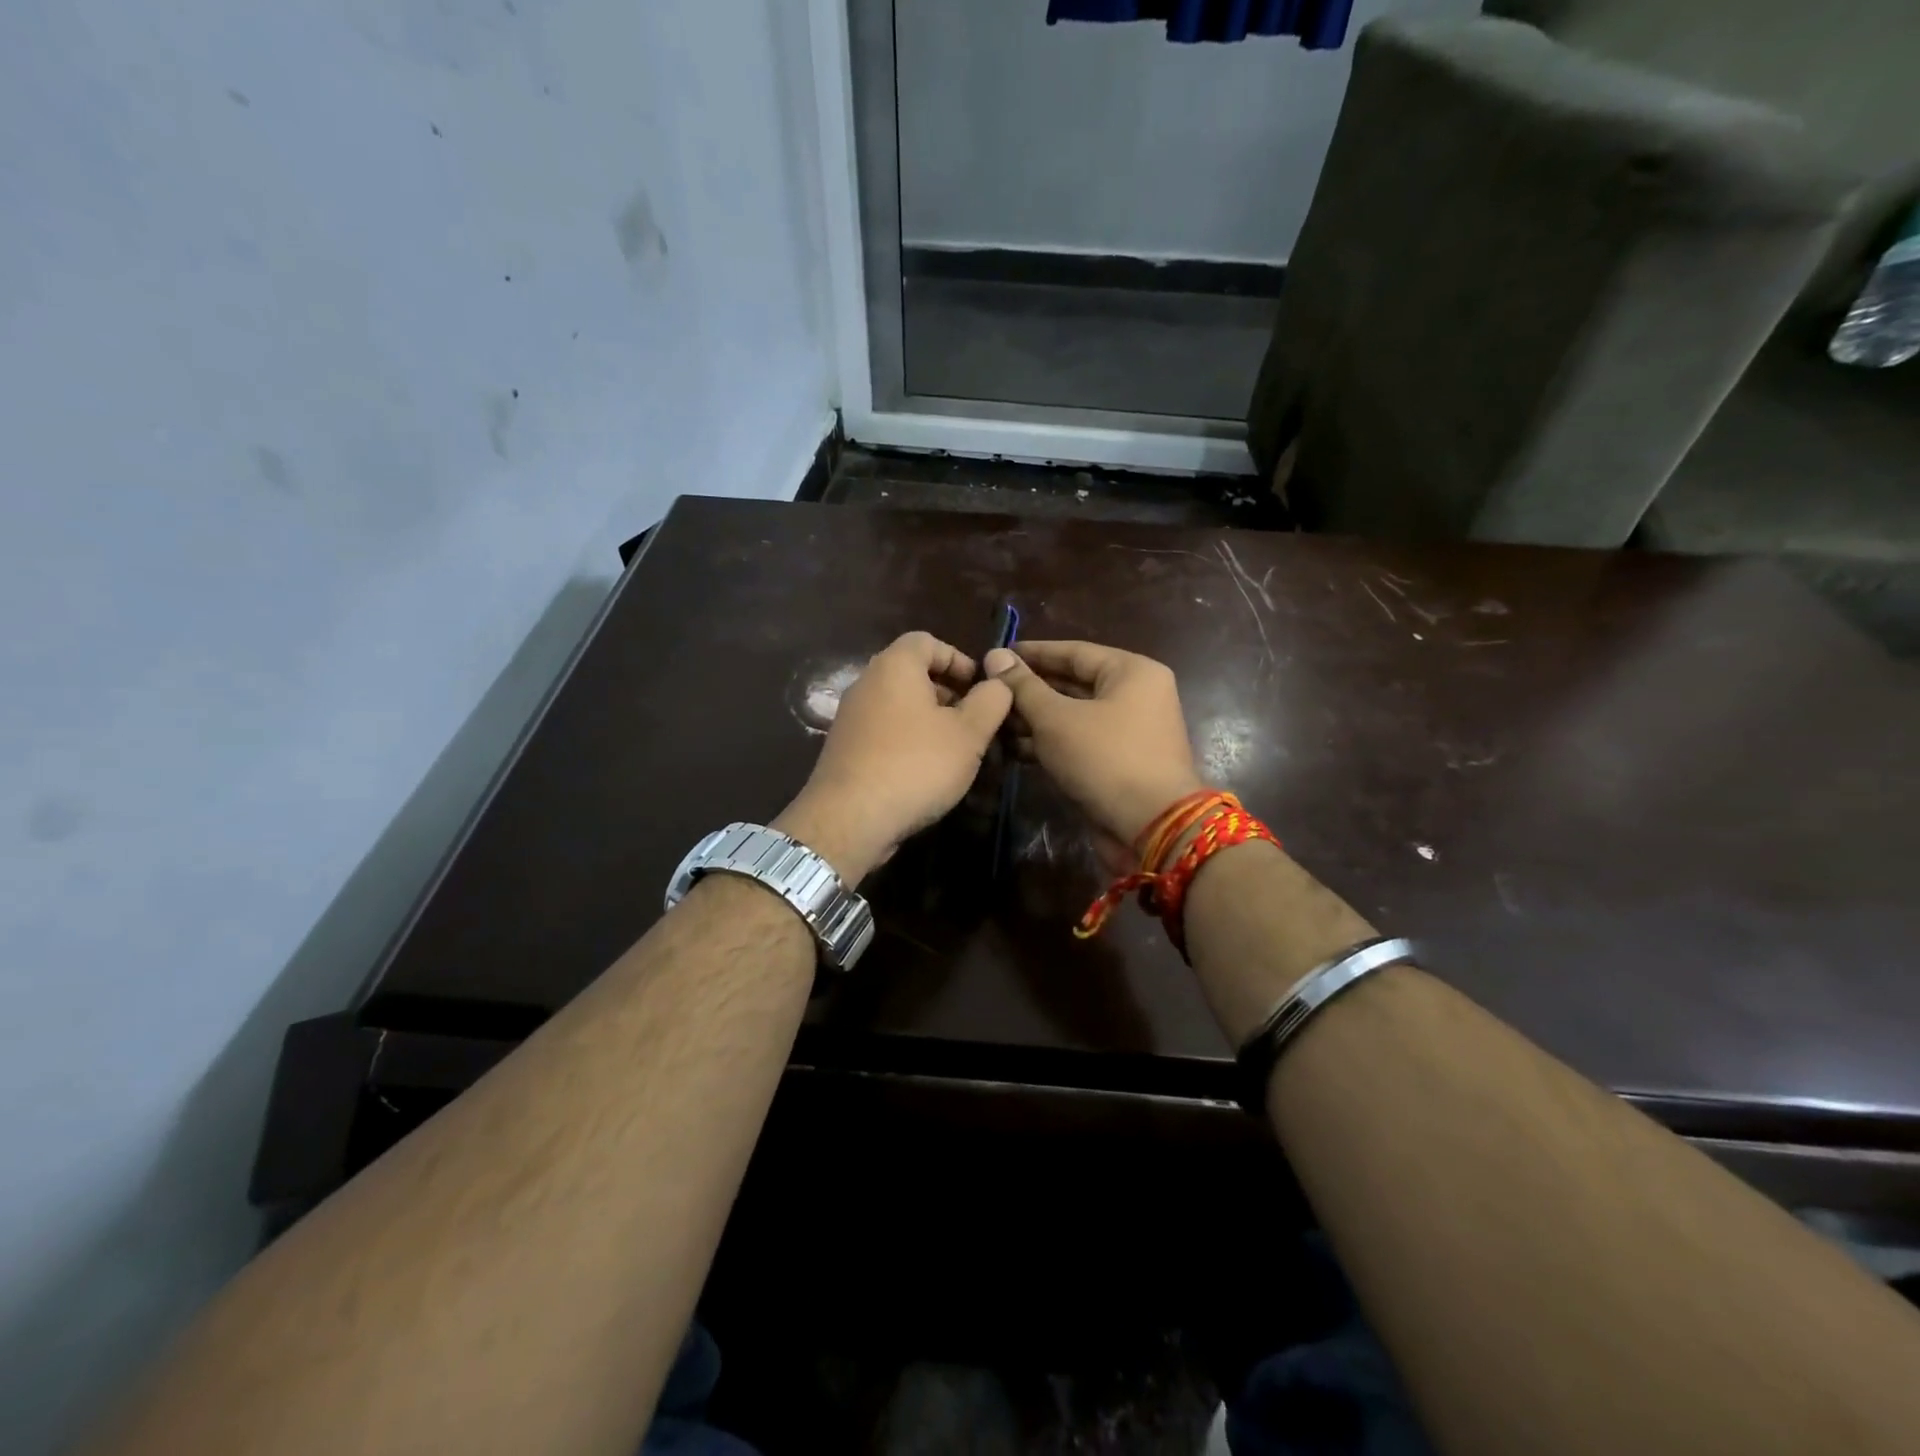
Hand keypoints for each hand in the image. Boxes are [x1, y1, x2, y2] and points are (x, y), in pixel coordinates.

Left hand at [775, 631, 1011, 883]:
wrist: (850, 819)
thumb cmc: (916, 765)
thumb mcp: (969, 733)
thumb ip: (991, 701)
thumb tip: (998, 683)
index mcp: (895, 666)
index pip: (927, 641)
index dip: (959, 659)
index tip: (981, 688)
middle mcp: (867, 683)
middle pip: (912, 673)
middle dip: (948, 693)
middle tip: (975, 721)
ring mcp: (851, 717)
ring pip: (899, 705)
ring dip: (930, 720)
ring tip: (957, 750)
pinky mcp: (845, 748)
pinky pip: (884, 731)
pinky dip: (908, 740)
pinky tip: (927, 771)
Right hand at [984, 640, 1203, 850]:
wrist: (1152, 827)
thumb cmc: (1105, 759)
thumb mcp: (1057, 719)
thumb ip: (1024, 687)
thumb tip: (995, 655)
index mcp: (1132, 672)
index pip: (1074, 652)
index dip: (1033, 654)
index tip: (996, 655)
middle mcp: (1135, 696)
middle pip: (1073, 684)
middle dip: (1030, 690)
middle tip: (989, 691)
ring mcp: (1129, 732)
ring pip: (1073, 716)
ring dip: (1034, 720)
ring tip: (993, 721)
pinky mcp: (1118, 763)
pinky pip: (1079, 742)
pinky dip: (1049, 744)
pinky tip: (1011, 749)